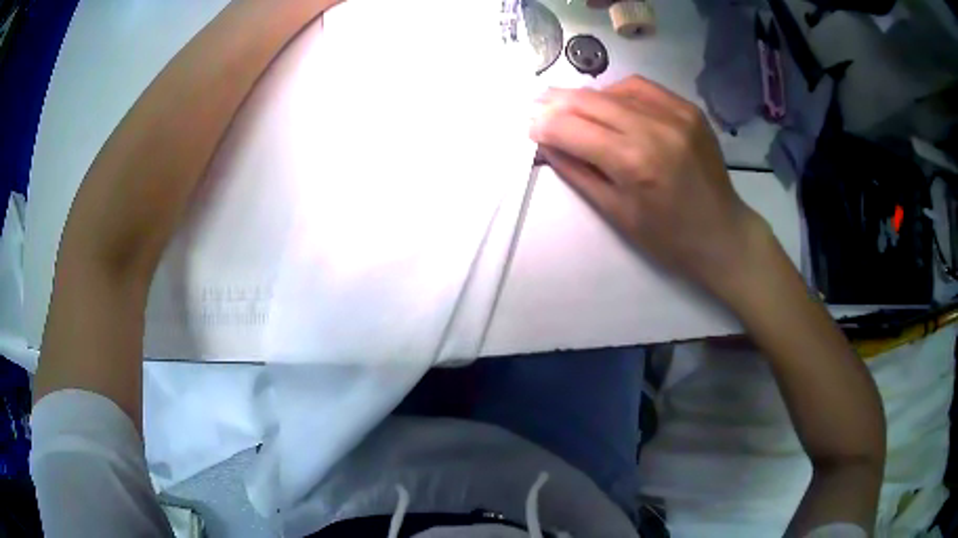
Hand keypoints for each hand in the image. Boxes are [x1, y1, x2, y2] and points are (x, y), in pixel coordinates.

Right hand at [530, 76, 771, 301]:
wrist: (722, 234)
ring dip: (586, 97)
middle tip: (537, 106)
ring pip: (613, 89)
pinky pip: (641, 88)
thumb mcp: (616, 213)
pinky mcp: (688, 109)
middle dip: (556, 103)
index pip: (573, 128)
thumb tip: (547, 143)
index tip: (528, 125)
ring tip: (571, 107)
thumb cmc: (668, 238)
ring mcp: (676, 113)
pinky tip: (610, 104)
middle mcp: (654, 128)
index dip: (544, 124)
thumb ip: (577, 172)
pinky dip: (617, 93)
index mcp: (634, 162)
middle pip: (590, 101)